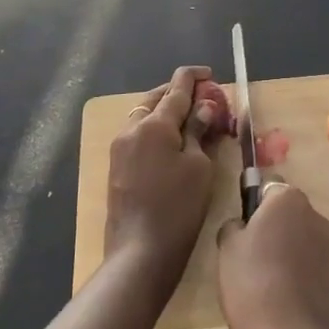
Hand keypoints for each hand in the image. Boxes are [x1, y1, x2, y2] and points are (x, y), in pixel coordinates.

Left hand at [104, 65, 216, 282]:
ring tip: (192, 120)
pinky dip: (157, 129)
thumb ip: (198, 131)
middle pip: (158, 98)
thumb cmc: (177, 208)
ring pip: (146, 115)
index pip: (177, 88)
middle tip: (205, 100)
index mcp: (154, 123)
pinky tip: (174, 142)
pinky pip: (139, 134)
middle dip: (180, 93)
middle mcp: (132, 128)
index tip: (210, 74)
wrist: (139, 254)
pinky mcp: (117, 166)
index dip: (195, 77)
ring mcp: (120, 148)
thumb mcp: (198, 167)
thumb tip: (202, 107)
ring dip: (167, 111)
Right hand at [216, 184, 328, 328]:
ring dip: (281, 255)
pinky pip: (306, 268)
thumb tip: (242, 226)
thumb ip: (234, 225)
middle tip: (244, 260)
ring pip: (296, 241)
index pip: (265, 188)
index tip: (238, 234)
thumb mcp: (227, 249)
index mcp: (289, 199)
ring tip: (259, 287)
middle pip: (284, 214)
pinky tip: (277, 303)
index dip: (250, 209)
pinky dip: (294, 278)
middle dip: (267, 230)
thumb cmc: (254, 286)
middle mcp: (315, 216)